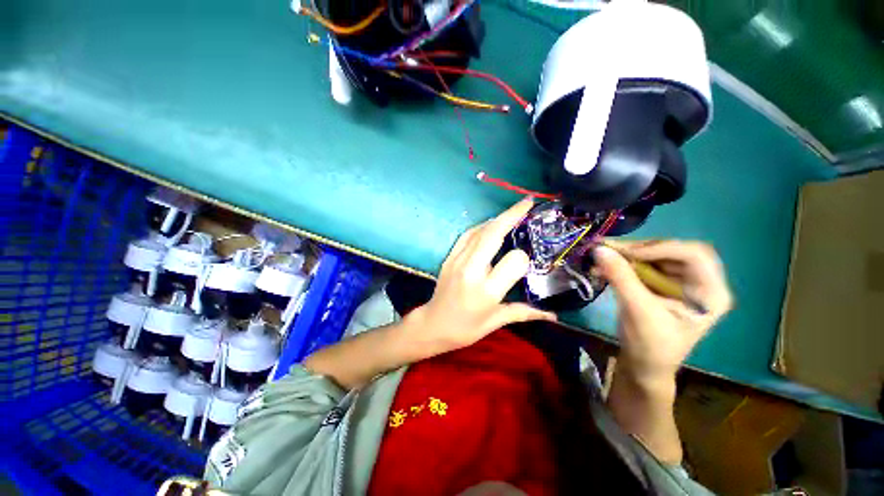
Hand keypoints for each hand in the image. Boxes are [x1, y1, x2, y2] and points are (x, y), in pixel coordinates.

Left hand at [410, 198, 556, 355]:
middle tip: (528, 202)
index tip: (529, 258)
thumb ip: (525, 312)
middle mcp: (471, 270)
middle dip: (512, 215)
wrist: (433, 324)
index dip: (524, 257)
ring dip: (498, 218)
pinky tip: (491, 224)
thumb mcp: (496, 321)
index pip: (513, 261)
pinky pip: (467, 235)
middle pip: (493, 235)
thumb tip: (554, 315)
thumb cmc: (466, 328)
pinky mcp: (449, 257)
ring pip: (479, 231)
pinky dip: (481, 226)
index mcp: (487, 290)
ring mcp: (457, 260)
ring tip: (514, 211)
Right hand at [594, 240, 732, 385]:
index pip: (693, 255)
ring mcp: (680, 282)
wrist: (643, 364)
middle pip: (673, 251)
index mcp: (710, 293)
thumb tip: (599, 249)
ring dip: (627, 255)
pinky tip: (606, 266)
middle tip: (609, 250)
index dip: (659, 249)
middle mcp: (700, 282)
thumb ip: (620, 277)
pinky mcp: (662, 284)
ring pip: (655, 255)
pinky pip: (644, 264)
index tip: (625, 253)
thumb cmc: (650, 345)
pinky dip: (623, 263)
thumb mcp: (637, 310)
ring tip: (602, 257)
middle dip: (640, 250)